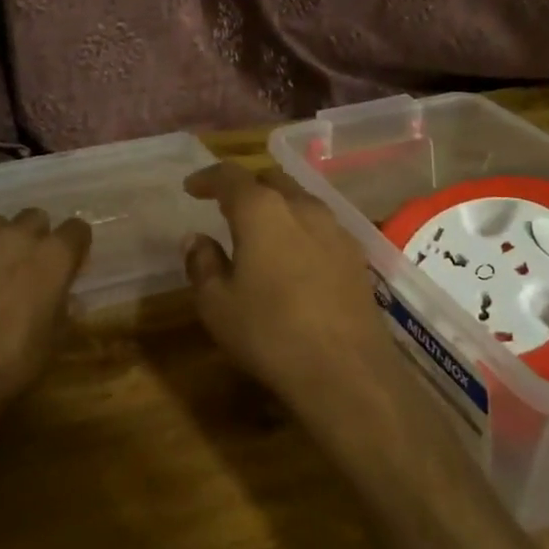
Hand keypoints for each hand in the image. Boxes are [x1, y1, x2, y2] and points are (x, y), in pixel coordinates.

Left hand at [0, 209, 92, 413]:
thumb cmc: (15, 362)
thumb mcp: (55, 338)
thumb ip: (63, 305)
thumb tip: (64, 296)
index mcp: (51, 256)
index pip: (76, 229)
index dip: (76, 246)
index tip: (72, 264)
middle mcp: (14, 238)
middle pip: (34, 217)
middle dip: (37, 237)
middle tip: (31, 266)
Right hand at [182, 163, 397, 420]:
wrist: (347, 371)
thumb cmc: (269, 333)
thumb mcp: (217, 305)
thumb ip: (203, 264)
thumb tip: (196, 239)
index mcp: (262, 210)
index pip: (230, 176)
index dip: (208, 178)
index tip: (192, 188)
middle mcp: (302, 207)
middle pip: (272, 179)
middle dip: (247, 186)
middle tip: (227, 205)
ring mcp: (335, 229)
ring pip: (301, 200)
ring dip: (277, 206)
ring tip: (261, 230)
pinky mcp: (356, 256)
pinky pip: (321, 227)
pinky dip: (301, 229)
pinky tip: (295, 256)